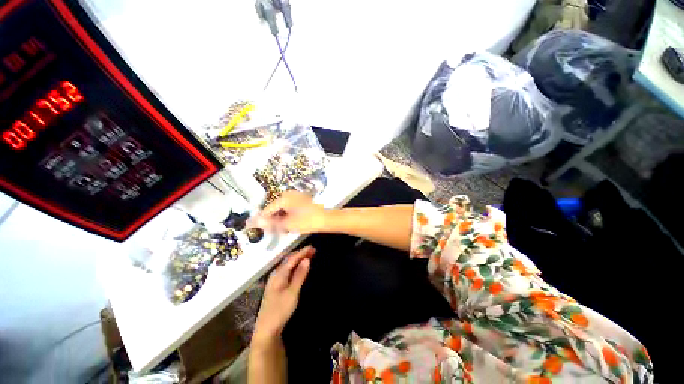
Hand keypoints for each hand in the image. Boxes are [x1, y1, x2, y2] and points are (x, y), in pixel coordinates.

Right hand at [252, 191, 326, 233]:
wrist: (325, 219)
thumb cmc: (306, 221)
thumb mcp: (287, 224)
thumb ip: (270, 223)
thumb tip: (256, 222)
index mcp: (284, 198)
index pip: (268, 209)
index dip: (263, 220)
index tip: (259, 228)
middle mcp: (289, 195)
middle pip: (275, 208)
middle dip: (274, 220)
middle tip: (274, 231)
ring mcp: (296, 197)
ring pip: (283, 209)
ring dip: (281, 219)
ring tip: (283, 229)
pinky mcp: (301, 200)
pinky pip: (290, 208)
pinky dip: (288, 216)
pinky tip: (290, 224)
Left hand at [253, 246, 314, 344]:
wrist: (267, 328)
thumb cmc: (280, 310)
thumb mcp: (293, 292)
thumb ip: (300, 275)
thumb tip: (307, 259)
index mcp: (279, 274)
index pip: (292, 259)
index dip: (303, 252)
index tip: (313, 247)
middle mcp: (276, 274)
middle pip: (290, 260)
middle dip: (301, 254)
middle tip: (313, 250)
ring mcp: (275, 280)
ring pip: (289, 265)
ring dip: (298, 259)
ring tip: (309, 255)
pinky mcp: (277, 286)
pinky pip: (288, 271)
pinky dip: (295, 266)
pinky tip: (300, 267)